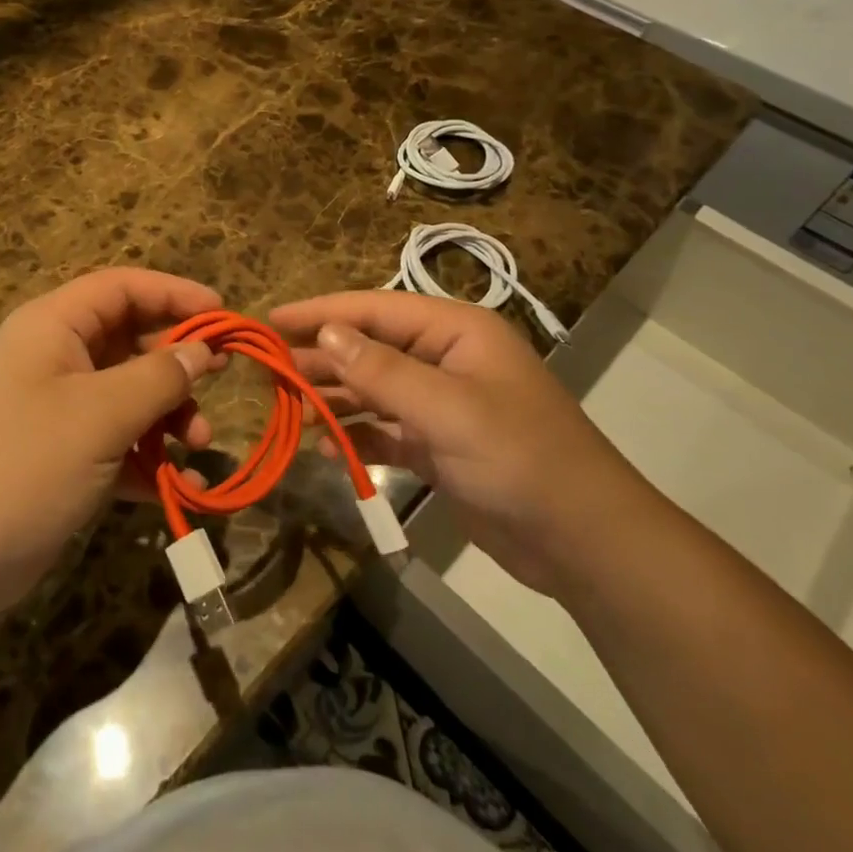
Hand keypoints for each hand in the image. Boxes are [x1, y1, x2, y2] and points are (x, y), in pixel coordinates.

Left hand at [0, 268, 222, 613]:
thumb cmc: (25, 464)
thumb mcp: (101, 415)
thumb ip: (159, 377)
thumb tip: (203, 351)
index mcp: (53, 326)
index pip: (122, 288)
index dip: (174, 293)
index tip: (223, 313)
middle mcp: (55, 357)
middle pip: (131, 340)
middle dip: (177, 365)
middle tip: (220, 382)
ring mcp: (58, 408)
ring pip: (130, 393)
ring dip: (169, 416)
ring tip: (199, 446)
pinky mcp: (64, 455)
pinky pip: (119, 440)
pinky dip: (150, 458)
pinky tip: (184, 485)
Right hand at [271, 291, 649, 595]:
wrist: (584, 542)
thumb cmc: (518, 458)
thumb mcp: (446, 409)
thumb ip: (382, 371)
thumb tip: (326, 333)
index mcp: (456, 332)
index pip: (375, 309)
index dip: (321, 312)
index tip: (271, 319)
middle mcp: (446, 359)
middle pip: (371, 346)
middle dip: (322, 356)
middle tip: (268, 368)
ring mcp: (444, 404)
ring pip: (375, 388)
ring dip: (334, 395)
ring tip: (287, 404)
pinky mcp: (441, 446)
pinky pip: (387, 429)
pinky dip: (357, 435)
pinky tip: (325, 446)